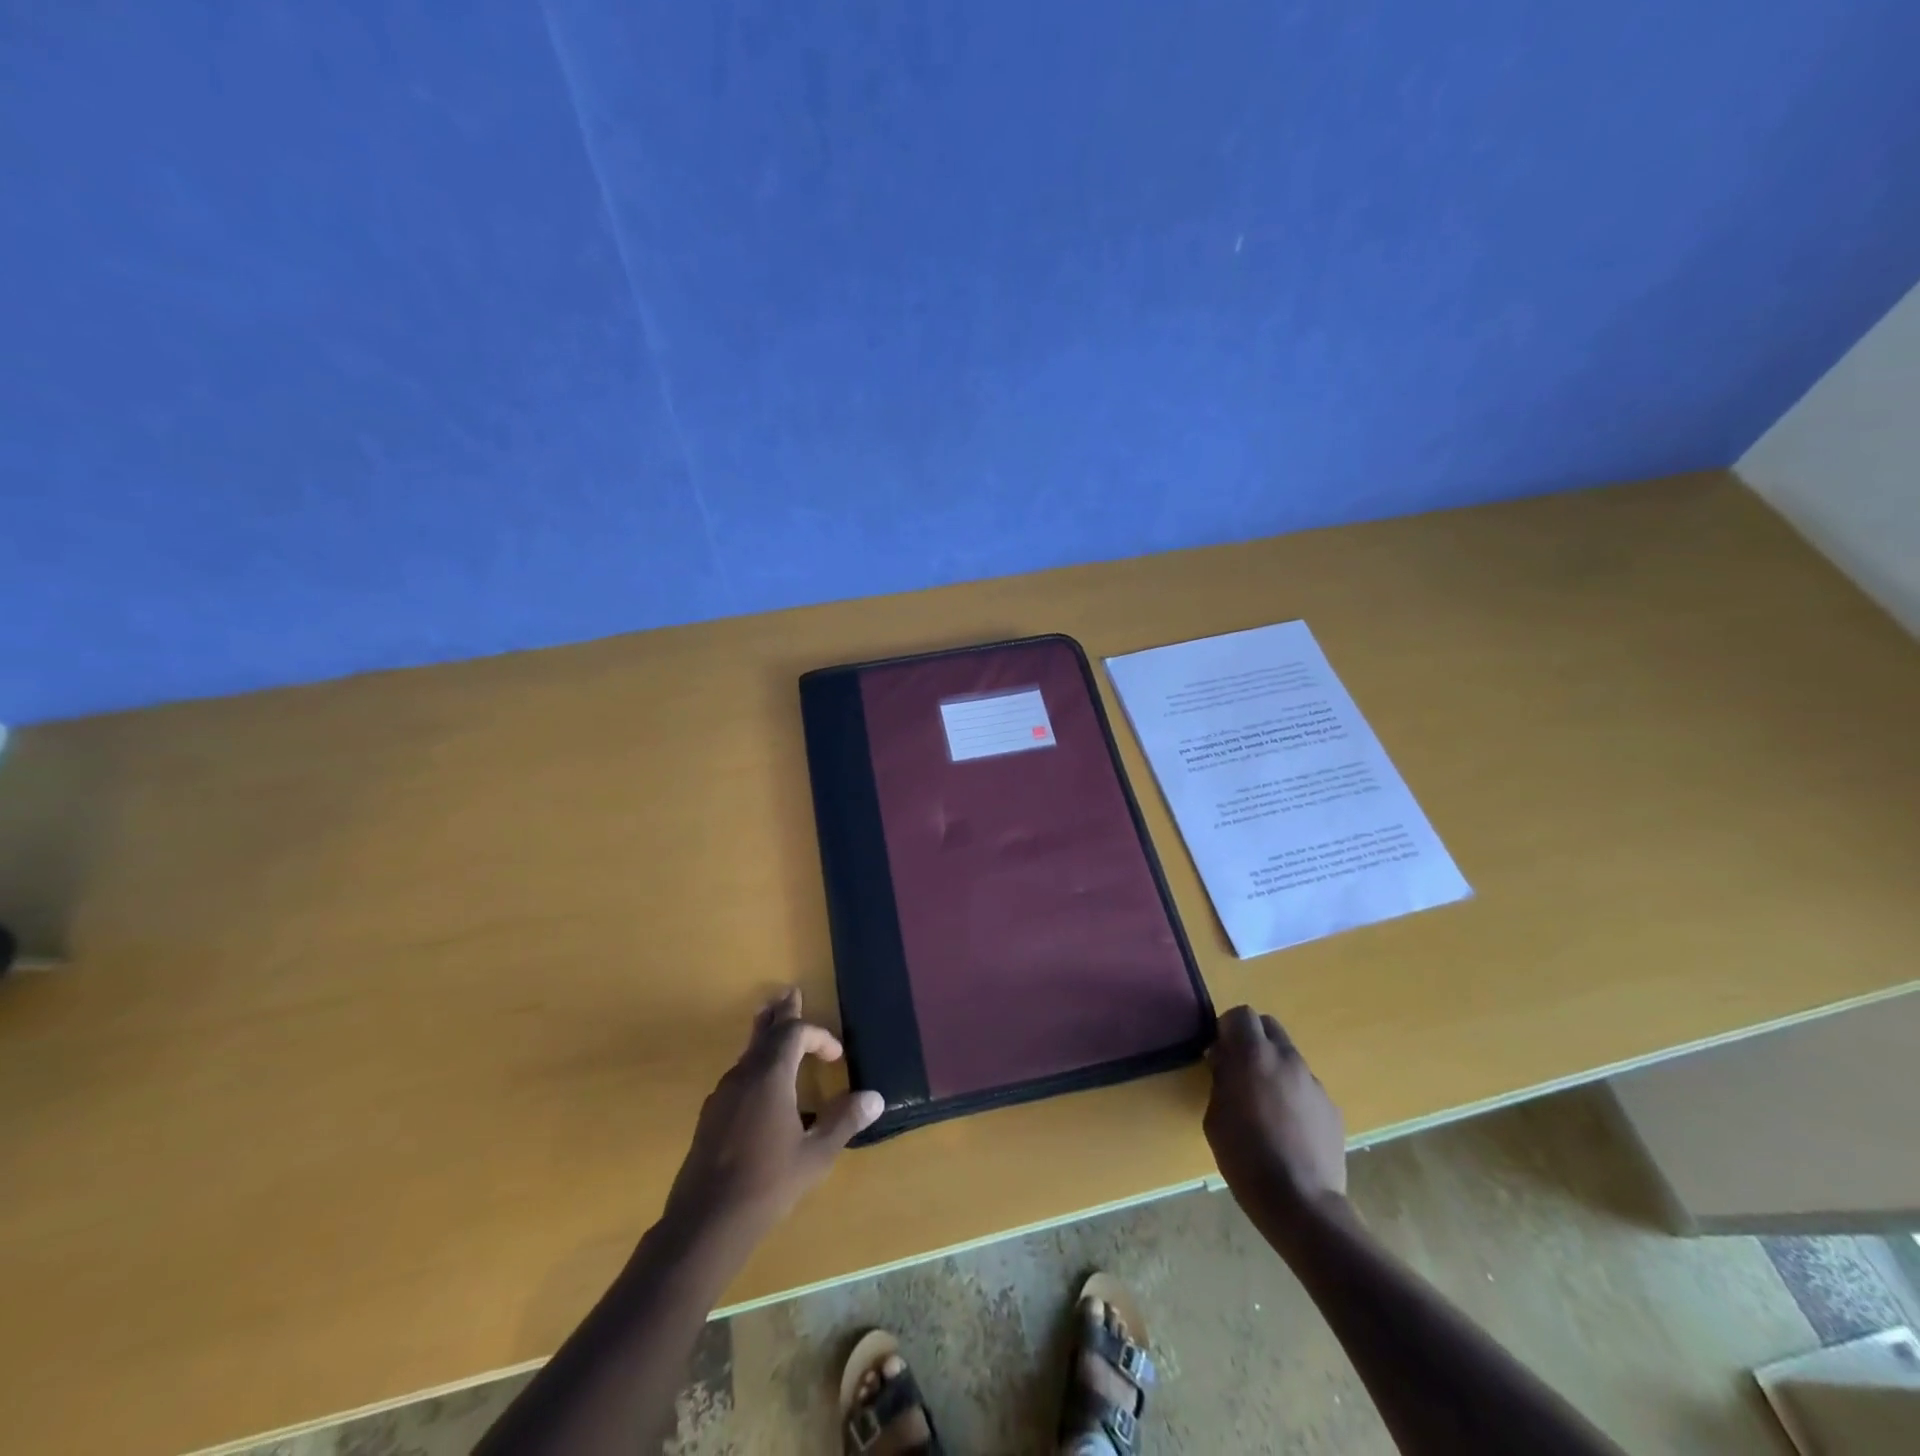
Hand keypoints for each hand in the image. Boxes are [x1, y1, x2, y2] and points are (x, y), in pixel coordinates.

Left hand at [662, 989, 882, 1246]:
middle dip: (782, 1013)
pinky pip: (738, 1075)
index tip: (836, 1056)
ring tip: (773, 1024)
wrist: (704, 1224)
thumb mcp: (815, 1155)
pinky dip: (755, 1065)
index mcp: (770, 1076)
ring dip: (766, 1036)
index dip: (819, 1036)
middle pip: (765, 1032)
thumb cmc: (767, 1184)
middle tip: (791, 992)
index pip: (795, 1034)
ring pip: (748, 1052)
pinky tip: (760, 1086)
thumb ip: (843, 1121)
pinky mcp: (711, 1116)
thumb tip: (874, 1097)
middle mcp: (743, 1076)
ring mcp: (722, 1095)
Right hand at [1203, 1005, 1347, 1236]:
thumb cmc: (1245, 1156)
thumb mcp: (1215, 1115)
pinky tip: (1288, 1129)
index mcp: (1254, 1055)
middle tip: (1240, 1069)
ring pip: (1289, 1058)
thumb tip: (1224, 1061)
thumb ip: (1220, 1078)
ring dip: (1274, 1068)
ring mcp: (1313, 1083)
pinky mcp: (1332, 1108)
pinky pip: (1306, 1088)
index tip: (1219, 1051)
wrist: (1300, 1202)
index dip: (1228, 1028)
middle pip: (1269, 1026)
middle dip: (1253, 1039)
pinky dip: (1293, 1095)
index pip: (1241, 1014)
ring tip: (1265, 1105)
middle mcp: (1287, 1059)